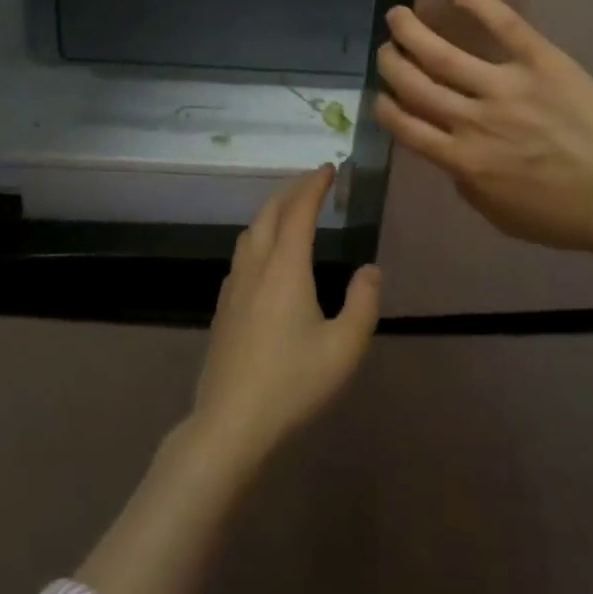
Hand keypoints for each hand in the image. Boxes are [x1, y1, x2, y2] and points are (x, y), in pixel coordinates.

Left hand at [187, 166, 381, 472]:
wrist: (230, 425)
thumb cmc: (293, 384)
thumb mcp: (344, 349)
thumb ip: (363, 303)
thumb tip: (369, 269)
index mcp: (285, 268)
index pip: (298, 211)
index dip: (314, 185)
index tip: (329, 168)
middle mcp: (255, 268)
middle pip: (269, 213)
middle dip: (291, 191)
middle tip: (313, 183)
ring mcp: (233, 288)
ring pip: (250, 233)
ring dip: (271, 212)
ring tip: (291, 213)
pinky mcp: (222, 309)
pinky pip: (241, 255)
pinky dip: (258, 238)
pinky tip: (266, 259)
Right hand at [376, 0, 592, 260]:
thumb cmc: (561, 215)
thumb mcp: (498, 215)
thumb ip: (465, 183)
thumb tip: (450, 156)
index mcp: (461, 159)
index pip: (405, 125)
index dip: (385, 106)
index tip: (381, 95)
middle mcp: (473, 120)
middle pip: (414, 84)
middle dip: (391, 63)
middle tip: (387, 50)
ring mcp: (506, 87)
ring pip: (443, 54)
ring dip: (412, 32)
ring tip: (399, 16)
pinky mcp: (541, 62)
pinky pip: (505, 26)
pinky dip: (480, 6)